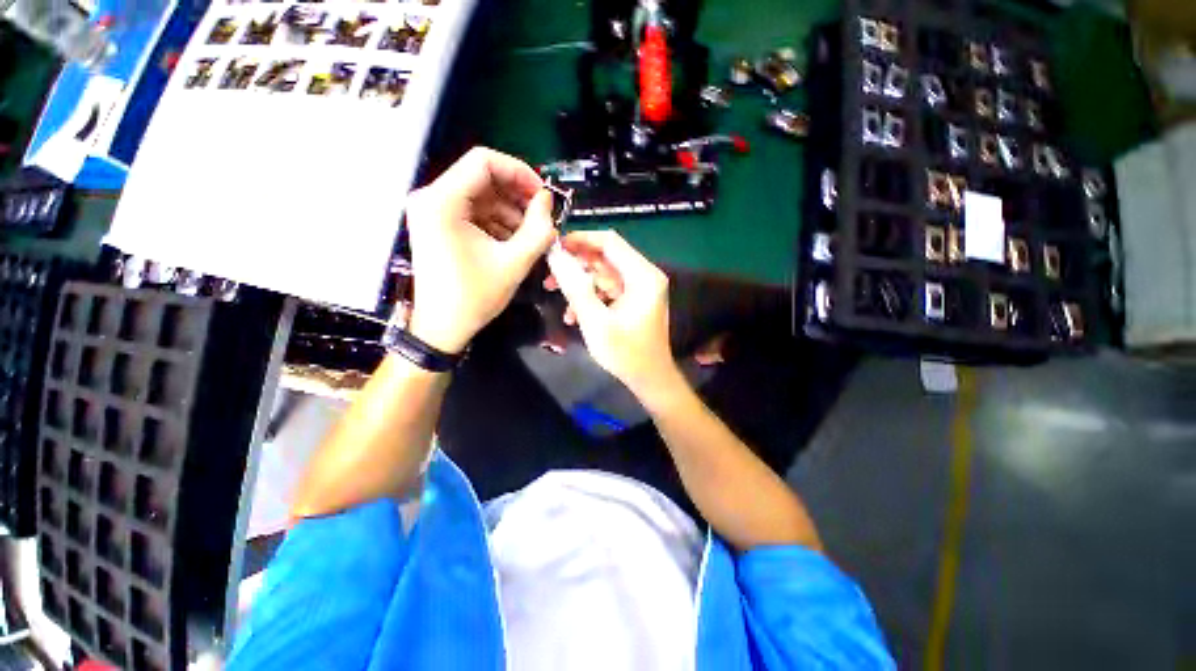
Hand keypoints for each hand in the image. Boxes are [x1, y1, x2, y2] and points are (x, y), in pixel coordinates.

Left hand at [405, 147, 555, 353]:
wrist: (442, 327)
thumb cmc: (474, 297)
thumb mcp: (514, 263)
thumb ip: (538, 229)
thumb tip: (547, 201)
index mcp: (442, 202)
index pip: (484, 161)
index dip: (519, 172)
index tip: (542, 195)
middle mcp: (432, 198)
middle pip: (482, 177)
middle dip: (517, 195)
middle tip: (542, 216)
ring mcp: (433, 212)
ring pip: (481, 195)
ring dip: (510, 211)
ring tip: (532, 235)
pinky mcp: (439, 225)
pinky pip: (474, 212)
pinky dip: (497, 222)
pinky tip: (515, 241)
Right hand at [545, 230, 679, 399]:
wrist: (649, 380)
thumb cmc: (626, 353)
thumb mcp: (596, 321)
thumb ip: (575, 287)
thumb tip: (555, 255)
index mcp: (643, 276)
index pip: (609, 242)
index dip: (580, 239)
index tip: (554, 246)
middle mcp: (644, 276)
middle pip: (605, 257)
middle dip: (576, 265)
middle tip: (549, 275)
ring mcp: (639, 289)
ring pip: (603, 274)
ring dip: (579, 284)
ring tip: (554, 294)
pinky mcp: (633, 301)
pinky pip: (608, 290)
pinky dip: (590, 297)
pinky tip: (573, 315)